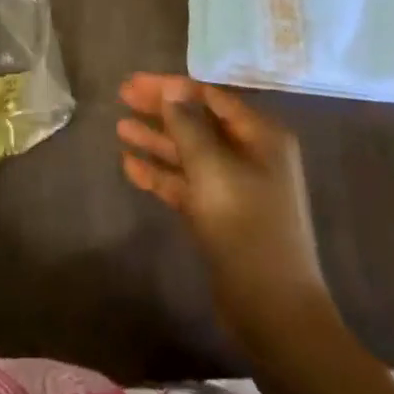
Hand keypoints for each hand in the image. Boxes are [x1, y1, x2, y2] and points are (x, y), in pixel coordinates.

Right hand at [117, 73, 334, 339]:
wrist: (274, 310)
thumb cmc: (246, 225)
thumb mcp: (212, 168)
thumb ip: (188, 125)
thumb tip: (172, 89)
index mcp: (261, 136)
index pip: (211, 97)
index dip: (173, 87)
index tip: (137, 82)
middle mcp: (250, 155)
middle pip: (198, 122)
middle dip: (161, 110)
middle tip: (122, 96)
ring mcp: (235, 187)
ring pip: (189, 154)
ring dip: (156, 140)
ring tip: (120, 128)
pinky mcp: (220, 216)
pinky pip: (187, 184)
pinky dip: (161, 174)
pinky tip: (130, 166)